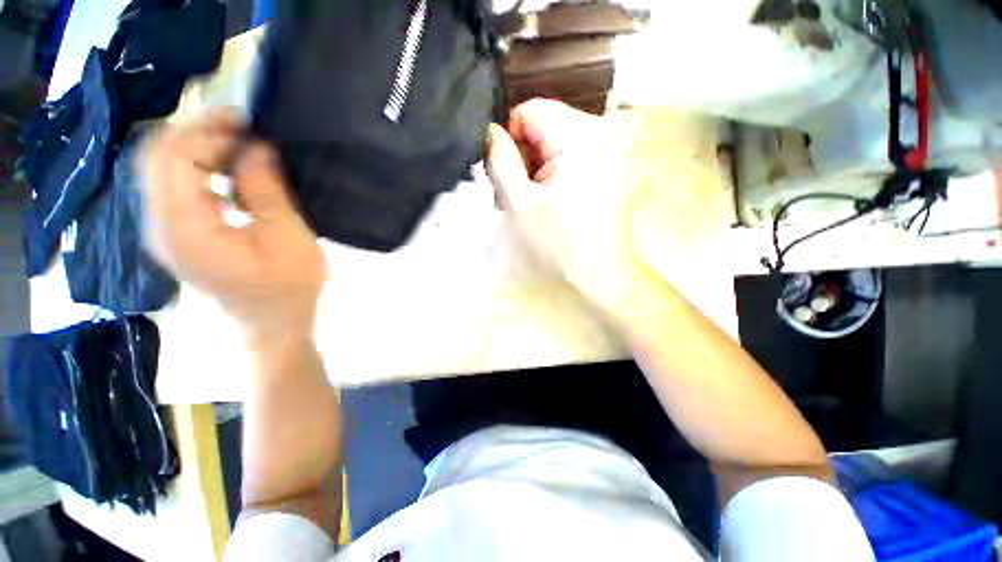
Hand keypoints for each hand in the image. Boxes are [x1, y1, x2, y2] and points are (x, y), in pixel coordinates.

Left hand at [140, 110, 325, 346]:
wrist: (273, 325)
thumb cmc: (289, 289)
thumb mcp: (288, 239)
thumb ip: (267, 190)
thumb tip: (256, 146)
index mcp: (185, 229)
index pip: (171, 157)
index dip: (204, 129)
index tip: (248, 121)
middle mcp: (161, 225)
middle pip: (159, 157)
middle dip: (200, 133)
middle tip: (249, 133)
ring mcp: (165, 231)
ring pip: (165, 169)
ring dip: (202, 151)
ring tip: (245, 151)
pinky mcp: (178, 234)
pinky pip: (178, 187)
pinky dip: (203, 171)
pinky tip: (234, 178)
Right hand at [487, 99, 642, 316]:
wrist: (603, 279)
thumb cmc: (559, 246)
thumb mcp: (518, 203)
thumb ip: (498, 160)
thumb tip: (489, 131)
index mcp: (583, 136)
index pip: (529, 110)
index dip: (509, 141)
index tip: (509, 177)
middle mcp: (604, 132)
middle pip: (544, 125)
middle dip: (526, 157)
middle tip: (523, 196)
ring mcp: (613, 149)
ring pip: (556, 142)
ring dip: (539, 169)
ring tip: (538, 203)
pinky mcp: (613, 167)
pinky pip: (573, 156)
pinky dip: (556, 175)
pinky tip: (555, 203)